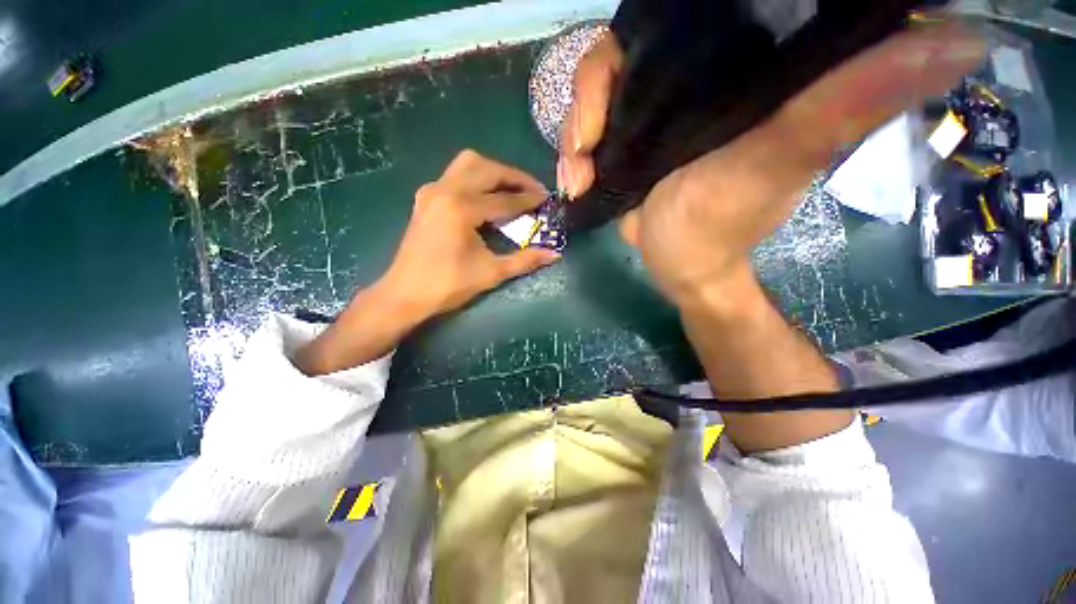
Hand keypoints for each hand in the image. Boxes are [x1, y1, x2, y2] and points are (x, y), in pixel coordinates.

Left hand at [382, 149, 560, 317]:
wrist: (405, 293)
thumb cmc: (448, 285)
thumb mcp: (491, 273)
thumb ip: (525, 260)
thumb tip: (555, 254)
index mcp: (461, 208)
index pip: (504, 199)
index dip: (528, 199)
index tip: (547, 198)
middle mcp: (445, 190)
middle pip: (487, 168)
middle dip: (514, 176)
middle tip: (533, 189)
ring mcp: (432, 191)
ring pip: (468, 164)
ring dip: (494, 171)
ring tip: (512, 188)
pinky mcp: (425, 197)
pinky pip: (455, 174)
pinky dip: (476, 177)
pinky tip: (486, 195)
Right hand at [560, 21, 984, 307]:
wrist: (678, 265)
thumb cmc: (720, 227)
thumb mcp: (776, 164)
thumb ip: (844, 105)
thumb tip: (960, 37)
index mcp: (740, 68)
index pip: (692, 12)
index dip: (656, 22)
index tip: (630, 65)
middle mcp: (696, 77)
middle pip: (627, 50)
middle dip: (593, 94)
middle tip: (587, 146)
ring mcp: (653, 109)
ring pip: (597, 90)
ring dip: (576, 131)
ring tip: (579, 173)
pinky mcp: (627, 139)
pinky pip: (587, 127)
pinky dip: (573, 151)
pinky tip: (576, 180)